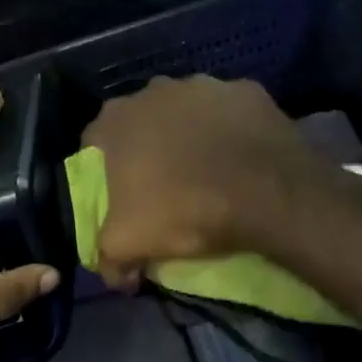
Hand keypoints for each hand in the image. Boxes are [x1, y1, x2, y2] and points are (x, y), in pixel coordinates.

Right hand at [82, 76, 321, 290]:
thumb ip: (108, 258)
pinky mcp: (245, 90)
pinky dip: (229, 130)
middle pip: (140, 121)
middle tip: (161, 182)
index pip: (94, 142)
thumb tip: (114, 276)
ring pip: (185, 111)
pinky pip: (228, 112)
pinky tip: (239, 158)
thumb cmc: (183, 210)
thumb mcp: (129, 244)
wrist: (267, 193)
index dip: (103, 169)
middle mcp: (153, 91)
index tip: (118, 193)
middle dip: (146, 146)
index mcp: (116, 120)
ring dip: (188, 134)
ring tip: (205, 169)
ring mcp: (202, 84)